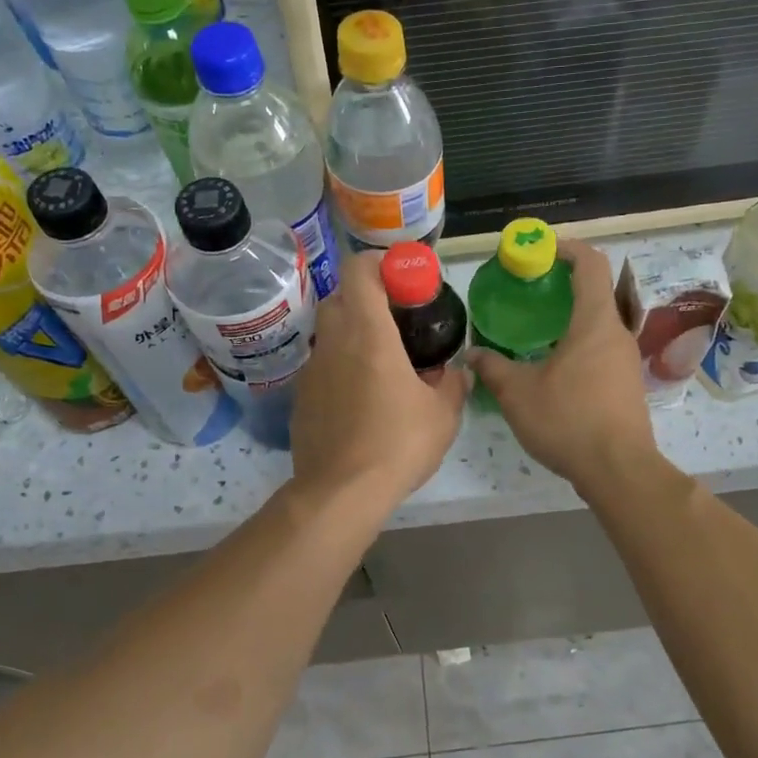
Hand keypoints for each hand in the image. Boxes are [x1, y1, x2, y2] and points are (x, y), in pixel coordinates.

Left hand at [291, 249, 468, 512]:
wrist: (341, 493)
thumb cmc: (398, 444)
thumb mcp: (443, 415)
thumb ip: (453, 384)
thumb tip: (457, 371)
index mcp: (368, 334)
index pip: (359, 271)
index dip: (380, 264)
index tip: (404, 279)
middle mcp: (334, 342)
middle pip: (341, 298)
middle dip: (367, 300)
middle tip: (397, 322)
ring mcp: (312, 370)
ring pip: (329, 333)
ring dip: (353, 336)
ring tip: (382, 364)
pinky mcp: (301, 397)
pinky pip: (322, 367)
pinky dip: (341, 368)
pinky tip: (361, 400)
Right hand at [467, 240, 657, 491]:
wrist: (619, 470)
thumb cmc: (569, 420)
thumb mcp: (518, 394)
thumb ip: (493, 369)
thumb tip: (472, 355)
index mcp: (595, 322)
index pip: (590, 263)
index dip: (566, 248)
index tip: (539, 250)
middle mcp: (617, 334)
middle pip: (594, 293)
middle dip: (561, 286)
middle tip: (526, 294)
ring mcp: (626, 361)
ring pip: (598, 326)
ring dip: (569, 320)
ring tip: (534, 332)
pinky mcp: (627, 386)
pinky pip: (601, 351)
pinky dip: (577, 346)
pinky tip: (552, 370)